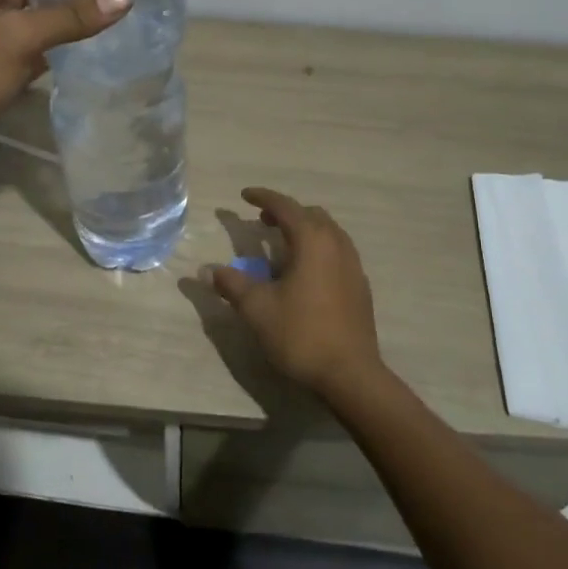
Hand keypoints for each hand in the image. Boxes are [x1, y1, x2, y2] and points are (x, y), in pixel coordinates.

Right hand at [208, 188, 387, 398]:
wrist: (350, 374)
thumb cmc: (301, 334)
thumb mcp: (257, 309)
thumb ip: (232, 284)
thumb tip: (208, 270)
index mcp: (313, 242)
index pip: (286, 207)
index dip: (263, 197)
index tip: (244, 195)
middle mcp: (337, 245)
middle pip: (311, 215)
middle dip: (285, 212)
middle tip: (262, 221)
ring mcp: (353, 266)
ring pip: (328, 233)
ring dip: (304, 230)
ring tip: (281, 244)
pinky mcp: (360, 287)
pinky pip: (337, 252)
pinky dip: (317, 248)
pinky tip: (304, 272)